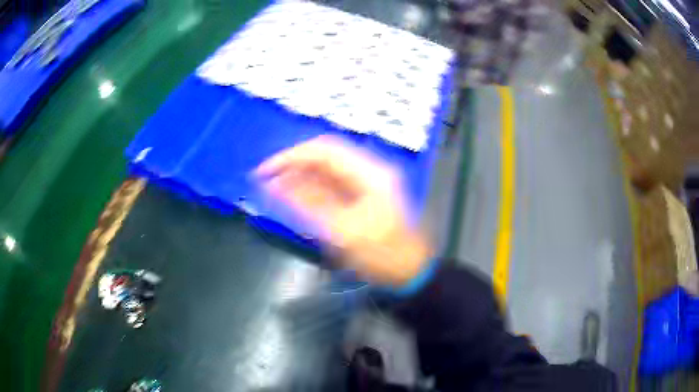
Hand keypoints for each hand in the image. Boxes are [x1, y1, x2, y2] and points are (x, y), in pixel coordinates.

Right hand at [255, 136, 431, 285]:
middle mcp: (368, 170)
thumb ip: (308, 204)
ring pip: (326, 169)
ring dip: (299, 175)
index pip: (324, 150)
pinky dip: (310, 187)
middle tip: (266, 178)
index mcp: (369, 173)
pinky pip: (331, 183)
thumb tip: (275, 185)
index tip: (265, 170)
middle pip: (324, 156)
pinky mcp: (361, 195)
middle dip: (293, 164)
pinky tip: (292, 194)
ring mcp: (366, 182)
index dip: (291, 156)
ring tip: (273, 186)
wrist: (409, 272)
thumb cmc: (381, 256)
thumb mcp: (342, 232)